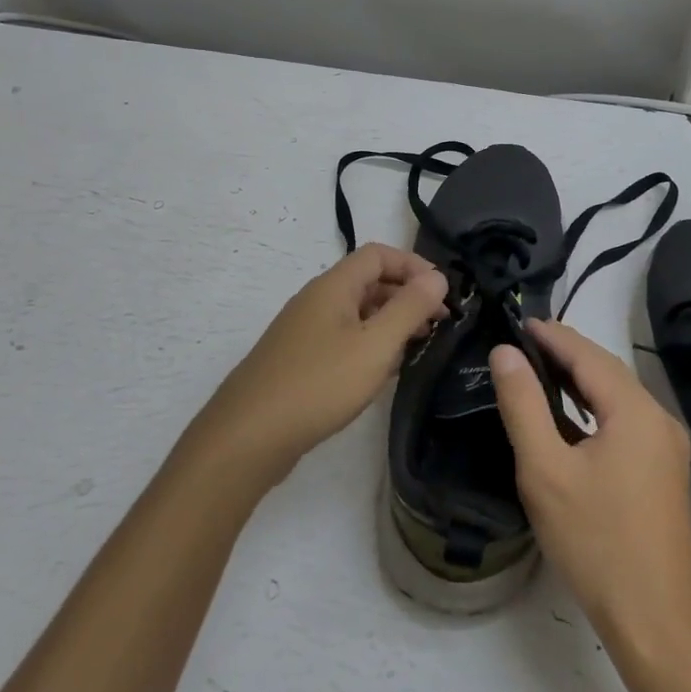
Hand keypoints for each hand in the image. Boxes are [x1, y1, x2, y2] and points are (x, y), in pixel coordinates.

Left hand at [194, 244, 448, 486]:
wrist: (248, 437)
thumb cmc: (318, 384)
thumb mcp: (375, 345)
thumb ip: (410, 308)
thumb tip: (438, 278)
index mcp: (333, 287)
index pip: (379, 254)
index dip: (414, 265)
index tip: (443, 294)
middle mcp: (316, 300)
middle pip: (368, 281)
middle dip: (406, 295)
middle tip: (438, 324)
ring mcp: (304, 331)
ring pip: (356, 312)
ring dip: (390, 322)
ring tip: (417, 347)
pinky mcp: (299, 360)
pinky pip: (343, 338)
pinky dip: (369, 344)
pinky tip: (382, 372)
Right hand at [491, 320, 690, 658]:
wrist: (655, 621)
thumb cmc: (595, 543)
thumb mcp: (545, 471)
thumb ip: (523, 406)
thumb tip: (506, 353)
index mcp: (636, 411)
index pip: (589, 355)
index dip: (553, 335)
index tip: (519, 321)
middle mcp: (659, 418)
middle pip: (607, 371)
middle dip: (566, 352)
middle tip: (524, 343)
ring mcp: (667, 446)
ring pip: (617, 396)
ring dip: (580, 380)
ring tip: (539, 370)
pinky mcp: (664, 470)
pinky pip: (625, 420)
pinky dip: (595, 407)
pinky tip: (571, 417)